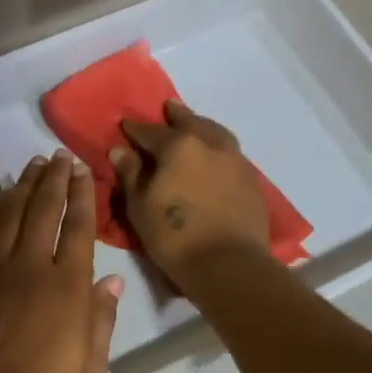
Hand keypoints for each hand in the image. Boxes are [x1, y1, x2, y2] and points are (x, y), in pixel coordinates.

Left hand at [0, 150, 123, 372]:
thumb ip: (101, 323)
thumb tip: (113, 282)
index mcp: (66, 288)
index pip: (77, 228)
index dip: (81, 195)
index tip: (82, 171)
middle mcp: (31, 266)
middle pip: (44, 210)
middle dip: (54, 179)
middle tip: (59, 156)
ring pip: (13, 213)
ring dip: (25, 185)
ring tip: (34, 164)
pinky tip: (4, 197)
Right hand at [110, 99, 269, 279]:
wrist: (229, 265)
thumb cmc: (174, 235)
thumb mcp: (140, 205)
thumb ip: (131, 173)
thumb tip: (120, 150)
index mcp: (178, 145)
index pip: (150, 131)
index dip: (135, 128)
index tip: (125, 124)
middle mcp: (209, 143)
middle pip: (190, 121)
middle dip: (176, 115)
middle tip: (168, 108)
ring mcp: (234, 160)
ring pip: (216, 132)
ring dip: (202, 126)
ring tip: (195, 125)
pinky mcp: (251, 180)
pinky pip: (230, 153)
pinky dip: (218, 147)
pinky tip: (213, 157)